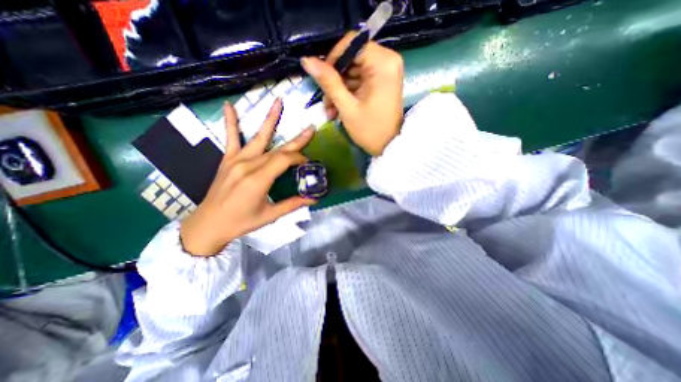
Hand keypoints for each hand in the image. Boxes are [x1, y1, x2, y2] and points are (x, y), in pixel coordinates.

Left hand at [180, 98, 318, 255]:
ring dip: (269, 119)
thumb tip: (314, 198)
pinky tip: (230, 106)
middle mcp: (248, 164)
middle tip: (310, 128)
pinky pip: (230, 138)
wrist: (209, 224)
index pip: (285, 160)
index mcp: (259, 179)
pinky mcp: (227, 160)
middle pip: (277, 148)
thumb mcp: (270, 215)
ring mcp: (236, 160)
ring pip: (258, 137)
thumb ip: (293, 204)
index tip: (309, 163)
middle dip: (297, 140)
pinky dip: (230, 122)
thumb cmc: (241, 222)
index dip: (300, 159)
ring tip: (278, 101)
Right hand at [299, 31, 403, 154]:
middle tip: (326, 102)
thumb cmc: (370, 130)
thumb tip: (307, 60)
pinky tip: (338, 110)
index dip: (333, 59)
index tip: (322, 79)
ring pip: (352, 71)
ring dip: (338, 91)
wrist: (389, 147)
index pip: (351, 43)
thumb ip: (328, 82)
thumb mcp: (347, 107)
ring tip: (331, 111)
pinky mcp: (381, 83)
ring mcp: (385, 72)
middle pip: (351, 58)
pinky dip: (347, 94)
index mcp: (383, 63)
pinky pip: (358, 81)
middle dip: (334, 81)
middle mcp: (387, 61)